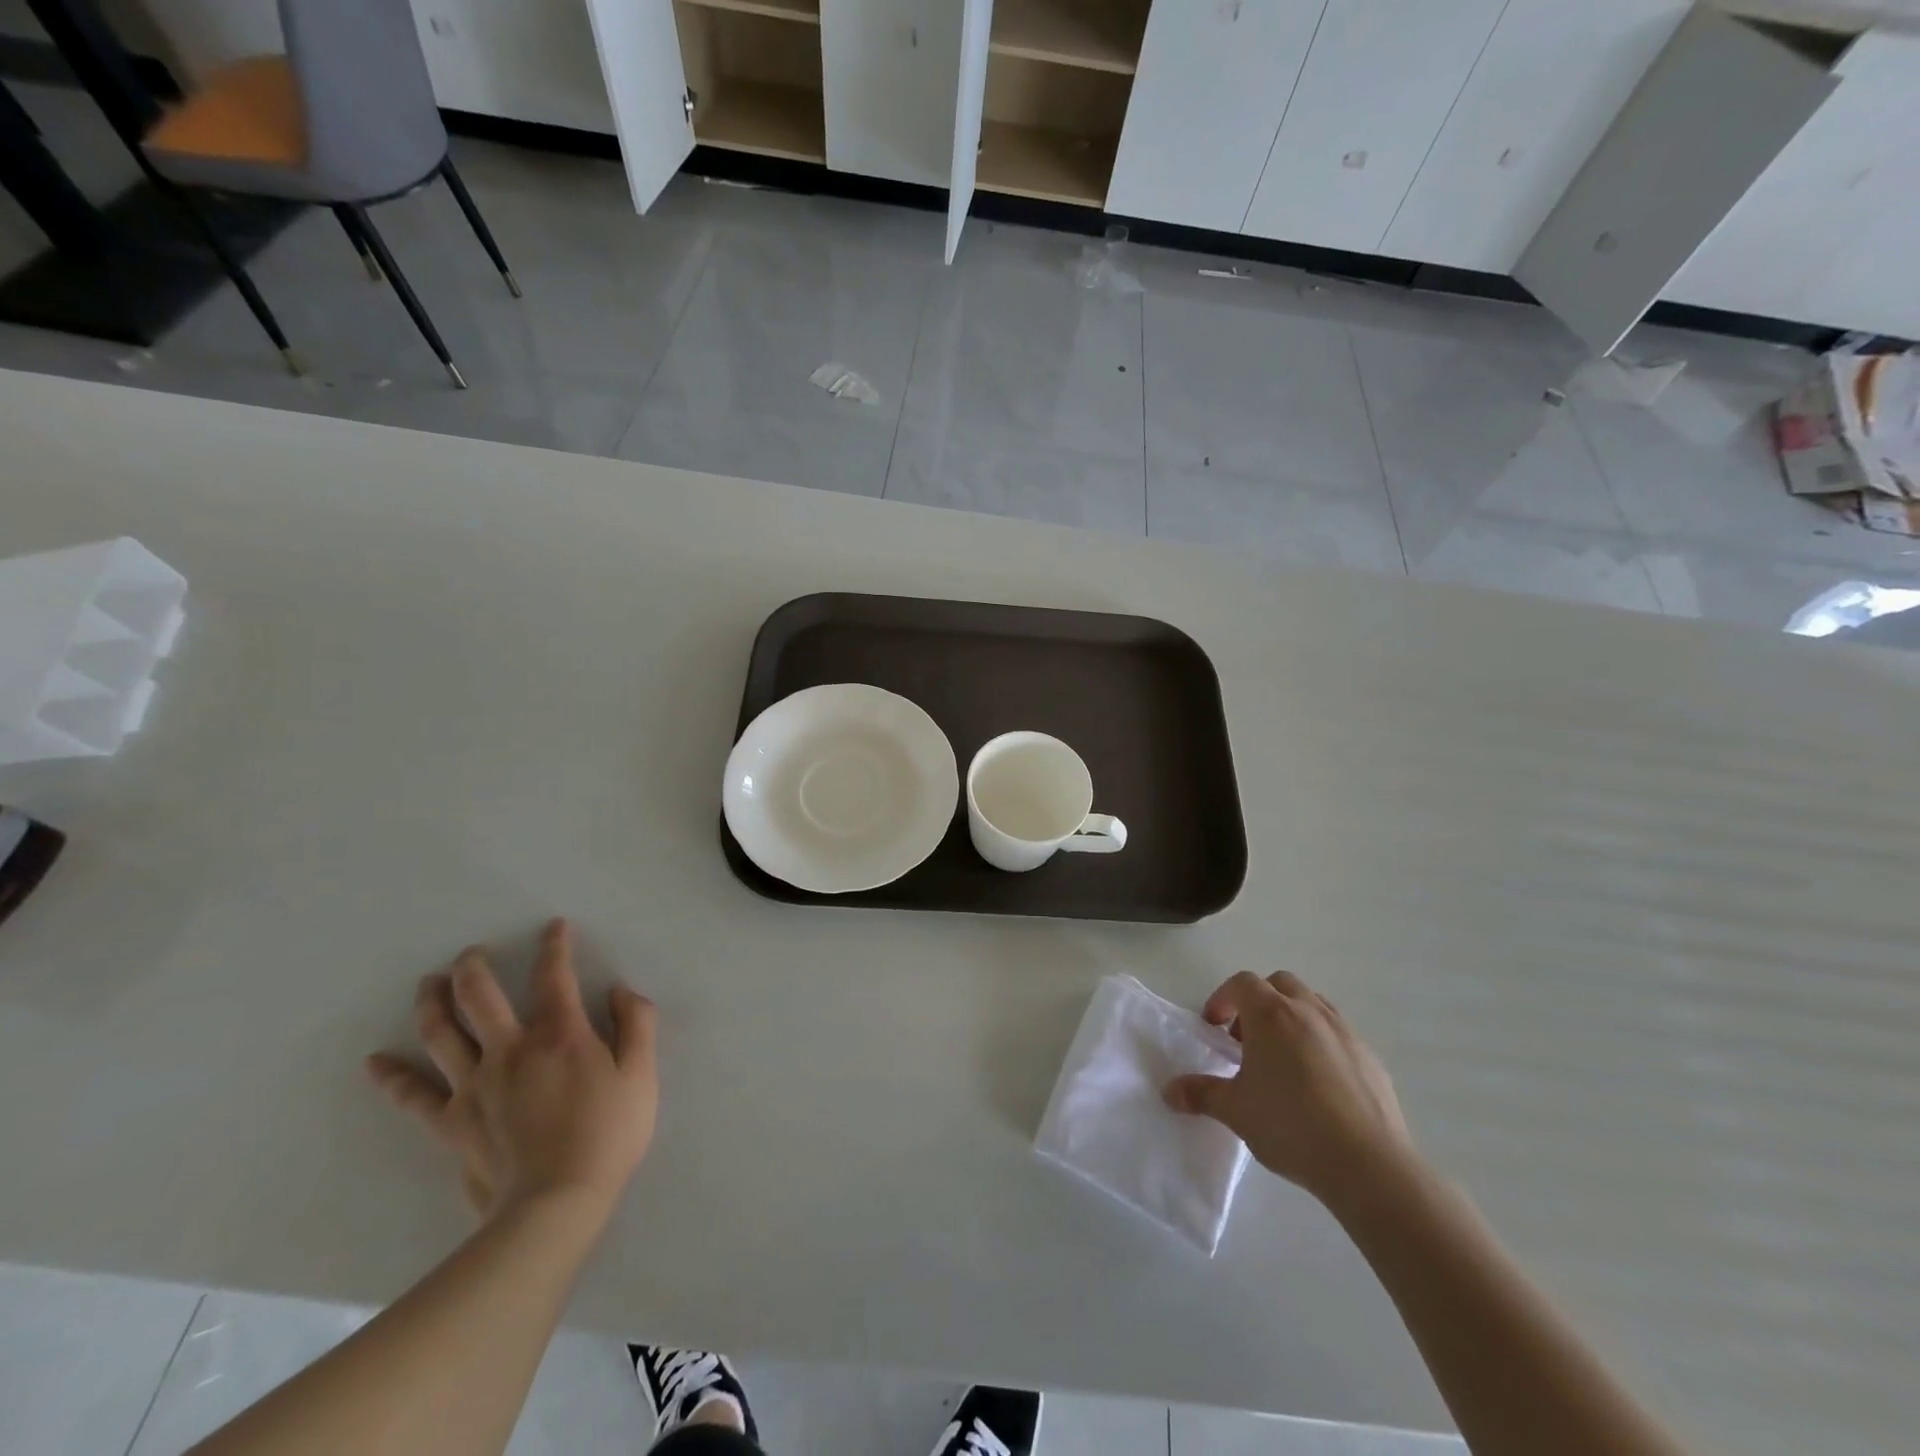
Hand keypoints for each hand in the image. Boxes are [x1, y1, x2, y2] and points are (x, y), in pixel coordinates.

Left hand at [367, 918, 657, 1221]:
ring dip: (433, 1002)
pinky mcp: (451, 1121)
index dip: (554, 946)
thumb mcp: (641, 1074)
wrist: (556, 1204)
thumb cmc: (608, 1134)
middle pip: (480, 996)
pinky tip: (374, 1063)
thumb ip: (636, 1024)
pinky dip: (392, 1077)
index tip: (554, 927)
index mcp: (560, 1034)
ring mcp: (474, 1085)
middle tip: (472, 952)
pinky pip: (414, 1096)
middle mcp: (510, 1049)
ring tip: (429, 982)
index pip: (554, 976)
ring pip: (442, 1033)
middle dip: (474, 966)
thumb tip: (620, 990)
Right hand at [1164, 970, 1411, 1206]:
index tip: (1214, 1027)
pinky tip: (1318, 1086)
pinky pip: (1338, 1035)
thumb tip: (1169, 1092)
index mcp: (1271, 1014)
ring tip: (1282, 1060)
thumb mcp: (1235, 1111)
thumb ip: (1201, 1094)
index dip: (1223, 999)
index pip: (1242, 983)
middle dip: (1259, 1002)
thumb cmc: (1290, 1125)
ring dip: (1291, 1019)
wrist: (1368, 1165)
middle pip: (1279, 984)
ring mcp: (1345, 1032)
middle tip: (1247, 1040)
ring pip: (1312, 1005)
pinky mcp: (1371, 1058)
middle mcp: (1308, 1011)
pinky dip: (1321, 1044)